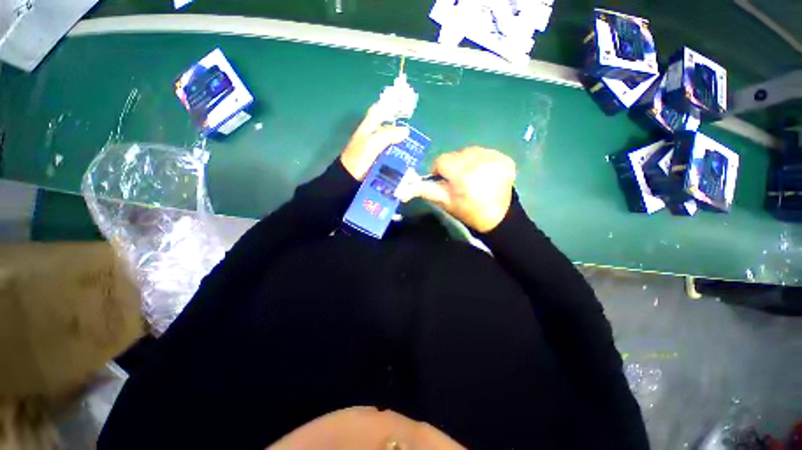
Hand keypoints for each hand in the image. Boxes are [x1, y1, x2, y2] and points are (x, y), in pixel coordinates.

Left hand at [340, 104, 409, 180]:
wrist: (350, 178)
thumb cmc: (359, 158)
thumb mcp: (373, 143)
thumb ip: (389, 135)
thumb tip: (406, 131)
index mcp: (368, 127)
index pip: (378, 110)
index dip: (389, 107)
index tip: (403, 108)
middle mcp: (372, 135)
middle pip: (388, 128)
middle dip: (400, 131)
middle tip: (415, 135)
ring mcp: (375, 149)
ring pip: (391, 143)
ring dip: (401, 145)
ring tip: (415, 149)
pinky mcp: (378, 161)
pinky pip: (391, 155)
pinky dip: (398, 156)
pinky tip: (407, 159)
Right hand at [416, 147, 515, 232]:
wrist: (498, 219)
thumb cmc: (467, 212)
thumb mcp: (444, 202)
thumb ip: (424, 190)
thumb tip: (403, 188)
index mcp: (462, 174)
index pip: (441, 160)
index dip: (440, 171)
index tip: (444, 181)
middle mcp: (479, 161)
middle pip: (456, 155)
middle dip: (454, 166)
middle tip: (459, 182)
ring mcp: (495, 159)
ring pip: (470, 152)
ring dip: (468, 162)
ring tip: (473, 178)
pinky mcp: (506, 159)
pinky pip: (485, 153)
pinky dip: (482, 161)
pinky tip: (484, 174)